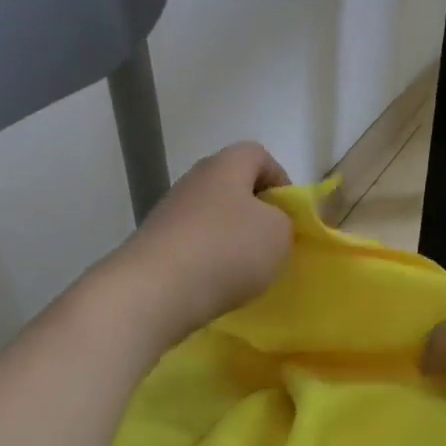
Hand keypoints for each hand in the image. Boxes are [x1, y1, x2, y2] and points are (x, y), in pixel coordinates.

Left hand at [103, 142, 293, 344]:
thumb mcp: (278, 234)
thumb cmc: (227, 250)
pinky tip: (215, 285)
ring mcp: (170, 212)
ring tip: (245, 272)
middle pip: (233, 187)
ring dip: (231, 240)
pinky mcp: (155, 244)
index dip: (281, 181)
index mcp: (225, 165)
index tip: (290, 215)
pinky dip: (208, 262)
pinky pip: (193, 245)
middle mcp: (194, 180)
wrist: (155, 290)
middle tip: (271, 245)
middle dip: (256, 214)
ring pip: (212, 218)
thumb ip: (284, 221)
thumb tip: (269, 224)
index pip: (258, 155)